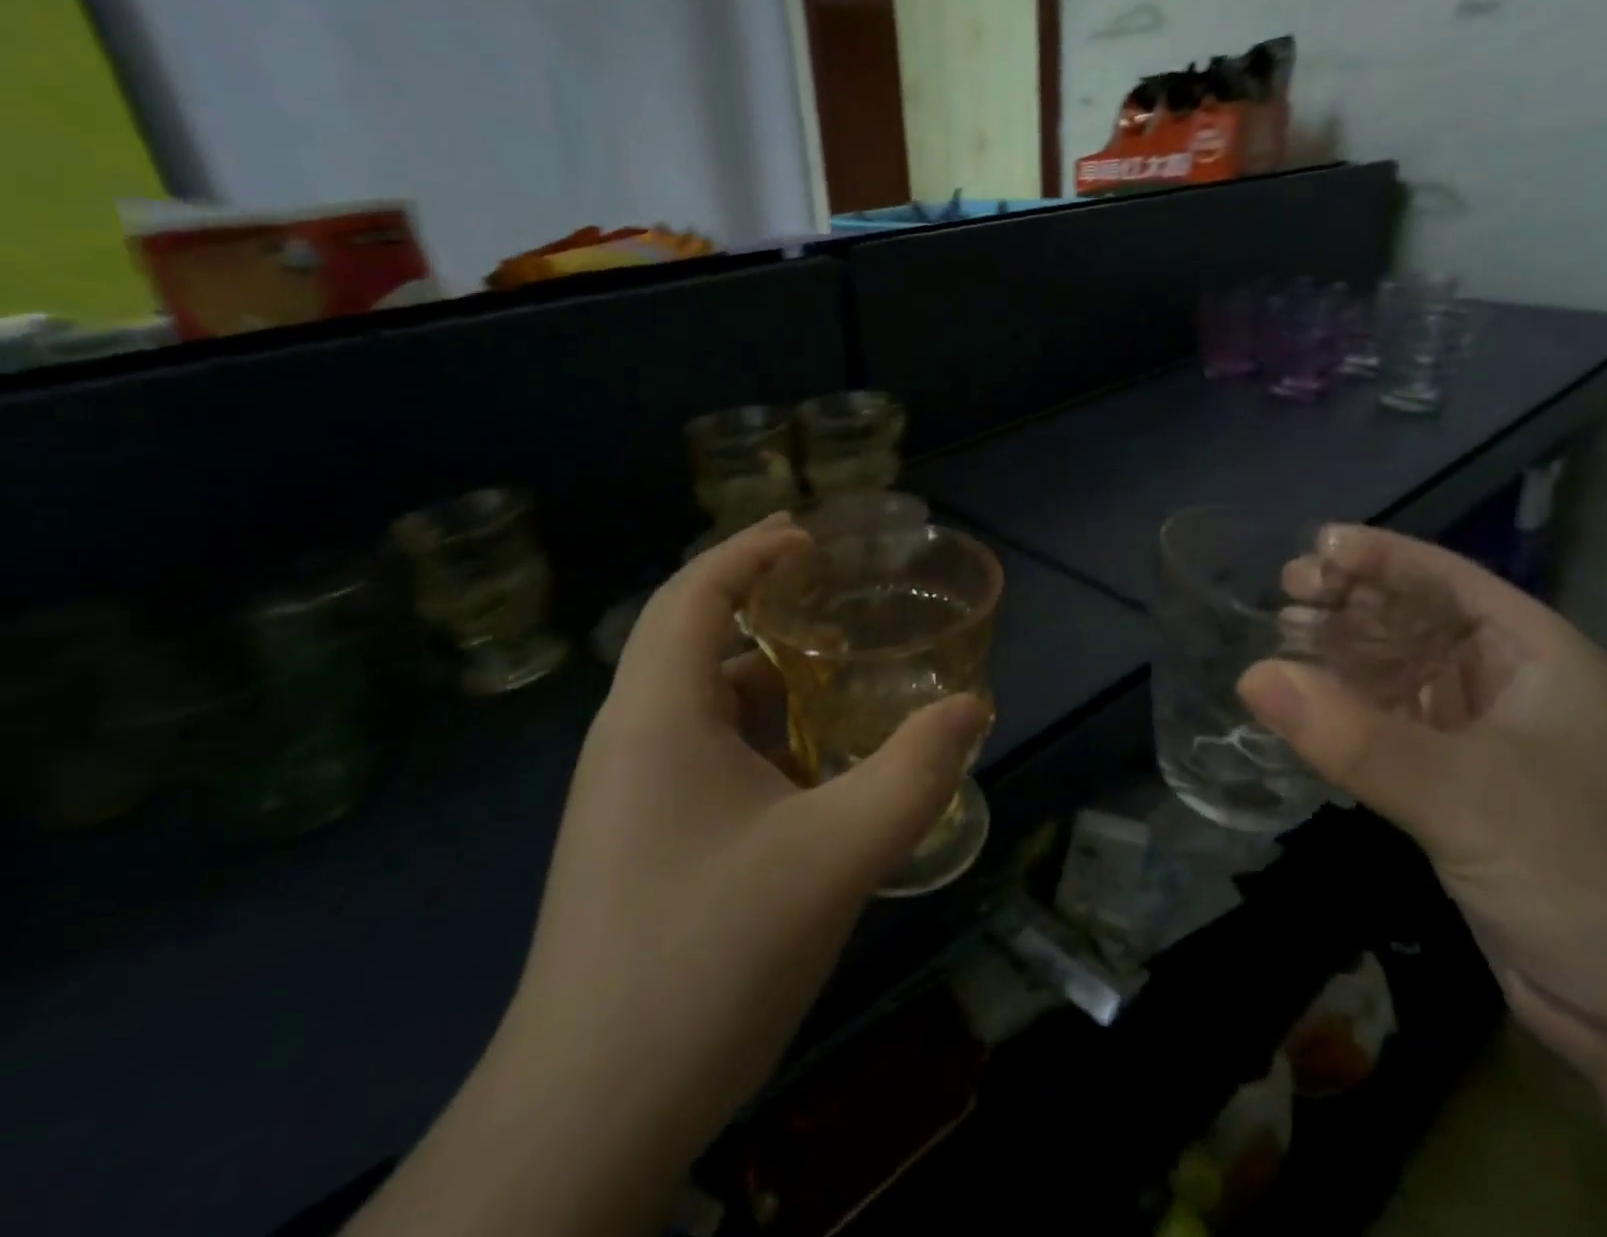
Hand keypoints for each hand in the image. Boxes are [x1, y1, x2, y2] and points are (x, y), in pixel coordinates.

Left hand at [505, 516, 986, 1167]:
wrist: (589, 1114)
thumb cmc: (709, 958)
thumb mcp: (836, 856)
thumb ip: (914, 774)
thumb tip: (971, 707)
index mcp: (656, 714)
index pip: (694, 592)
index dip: (749, 551)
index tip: (809, 539)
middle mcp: (628, 738)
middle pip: (688, 636)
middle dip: (757, 602)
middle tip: (830, 595)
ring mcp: (623, 793)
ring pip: (695, 702)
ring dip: (759, 678)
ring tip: (832, 678)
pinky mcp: (632, 838)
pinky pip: (696, 752)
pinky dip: (752, 735)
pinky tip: (803, 771)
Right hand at [1238, 526, 1606, 1082]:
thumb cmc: (1587, 873)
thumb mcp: (1467, 796)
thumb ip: (1353, 736)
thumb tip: (1248, 675)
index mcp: (1536, 657)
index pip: (1447, 580)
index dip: (1380, 558)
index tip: (1309, 550)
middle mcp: (1506, 688)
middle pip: (1412, 623)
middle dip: (1348, 606)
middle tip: (1280, 598)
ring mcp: (1477, 742)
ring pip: (1392, 678)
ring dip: (1337, 662)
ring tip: (1274, 646)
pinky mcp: (1450, 791)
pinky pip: (1382, 731)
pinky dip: (1339, 717)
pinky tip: (1296, 711)